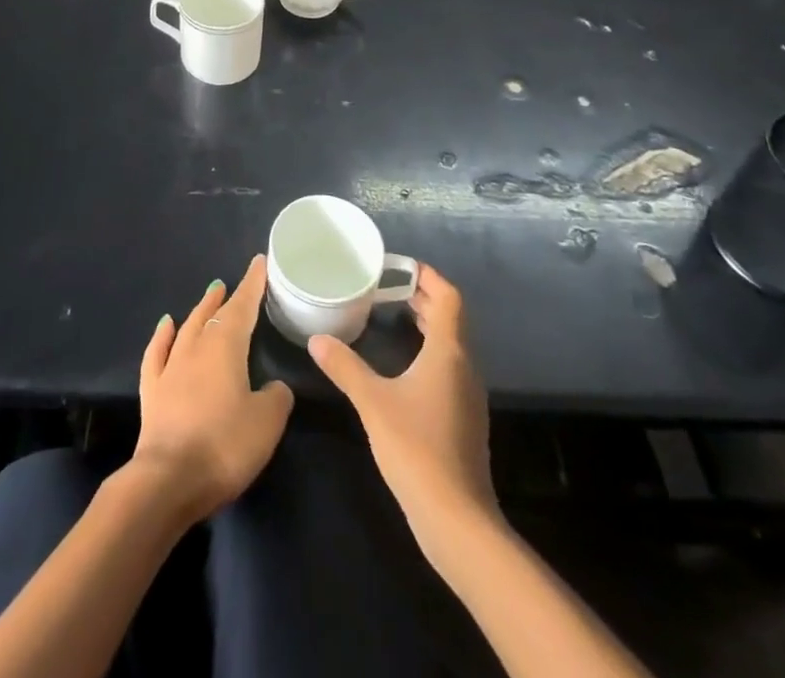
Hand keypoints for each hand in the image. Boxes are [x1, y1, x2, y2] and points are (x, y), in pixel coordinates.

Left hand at [130, 255, 293, 522]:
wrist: (168, 480)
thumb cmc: (224, 446)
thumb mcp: (267, 423)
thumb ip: (276, 397)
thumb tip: (274, 387)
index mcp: (226, 347)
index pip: (243, 307)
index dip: (253, 284)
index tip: (259, 262)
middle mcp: (196, 348)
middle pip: (213, 314)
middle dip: (226, 297)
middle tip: (233, 283)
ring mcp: (170, 368)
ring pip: (186, 327)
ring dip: (199, 308)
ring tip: (209, 293)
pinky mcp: (152, 391)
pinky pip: (156, 352)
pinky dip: (162, 335)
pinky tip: (166, 324)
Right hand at [308, 264, 496, 556]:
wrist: (456, 519)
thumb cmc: (417, 448)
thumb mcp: (373, 402)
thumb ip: (345, 367)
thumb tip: (317, 339)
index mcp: (449, 352)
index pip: (449, 297)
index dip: (429, 277)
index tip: (400, 266)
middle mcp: (464, 366)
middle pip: (451, 318)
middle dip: (424, 297)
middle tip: (388, 287)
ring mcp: (467, 394)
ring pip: (451, 344)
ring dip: (428, 324)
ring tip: (393, 315)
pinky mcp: (463, 417)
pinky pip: (449, 367)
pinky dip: (429, 351)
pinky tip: (404, 365)